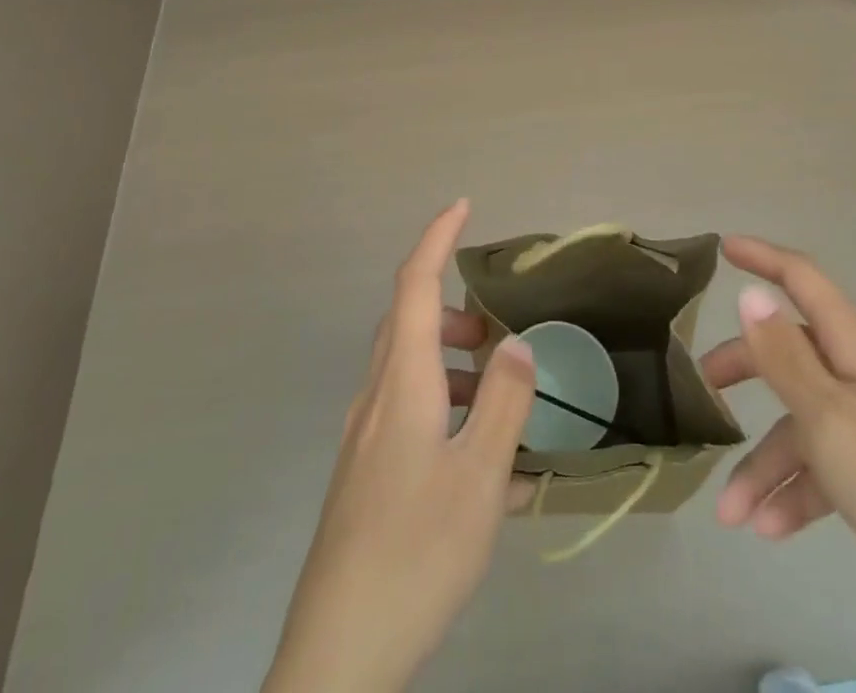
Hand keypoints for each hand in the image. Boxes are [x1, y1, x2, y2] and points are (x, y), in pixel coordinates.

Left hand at [264, 200, 534, 692]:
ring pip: (408, 369)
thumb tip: (516, 343)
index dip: (437, 238)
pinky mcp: (365, 473)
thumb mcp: (479, 478)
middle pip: (408, 323)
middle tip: (497, 330)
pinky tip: (482, 465)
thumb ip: (504, 403)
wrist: (339, 652)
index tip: (463, 206)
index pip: (415, 284)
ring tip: (498, 398)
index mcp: (402, 382)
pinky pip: (407, 413)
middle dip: (453, 311)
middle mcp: (377, 397)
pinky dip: (444, 410)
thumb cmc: (415, 551)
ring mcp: (365, 438)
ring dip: (451, 363)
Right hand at [702, 236, 855, 692]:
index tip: (723, 247)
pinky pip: (827, 467)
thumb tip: (751, 294)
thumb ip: (783, 354)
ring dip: (765, 464)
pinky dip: (797, 492)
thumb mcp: (827, 415)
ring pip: (805, 424)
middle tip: (704, 386)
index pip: (803, 279)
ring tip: (731, 513)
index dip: (762, 258)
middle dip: (747, 369)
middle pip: (793, 353)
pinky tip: (771, 529)